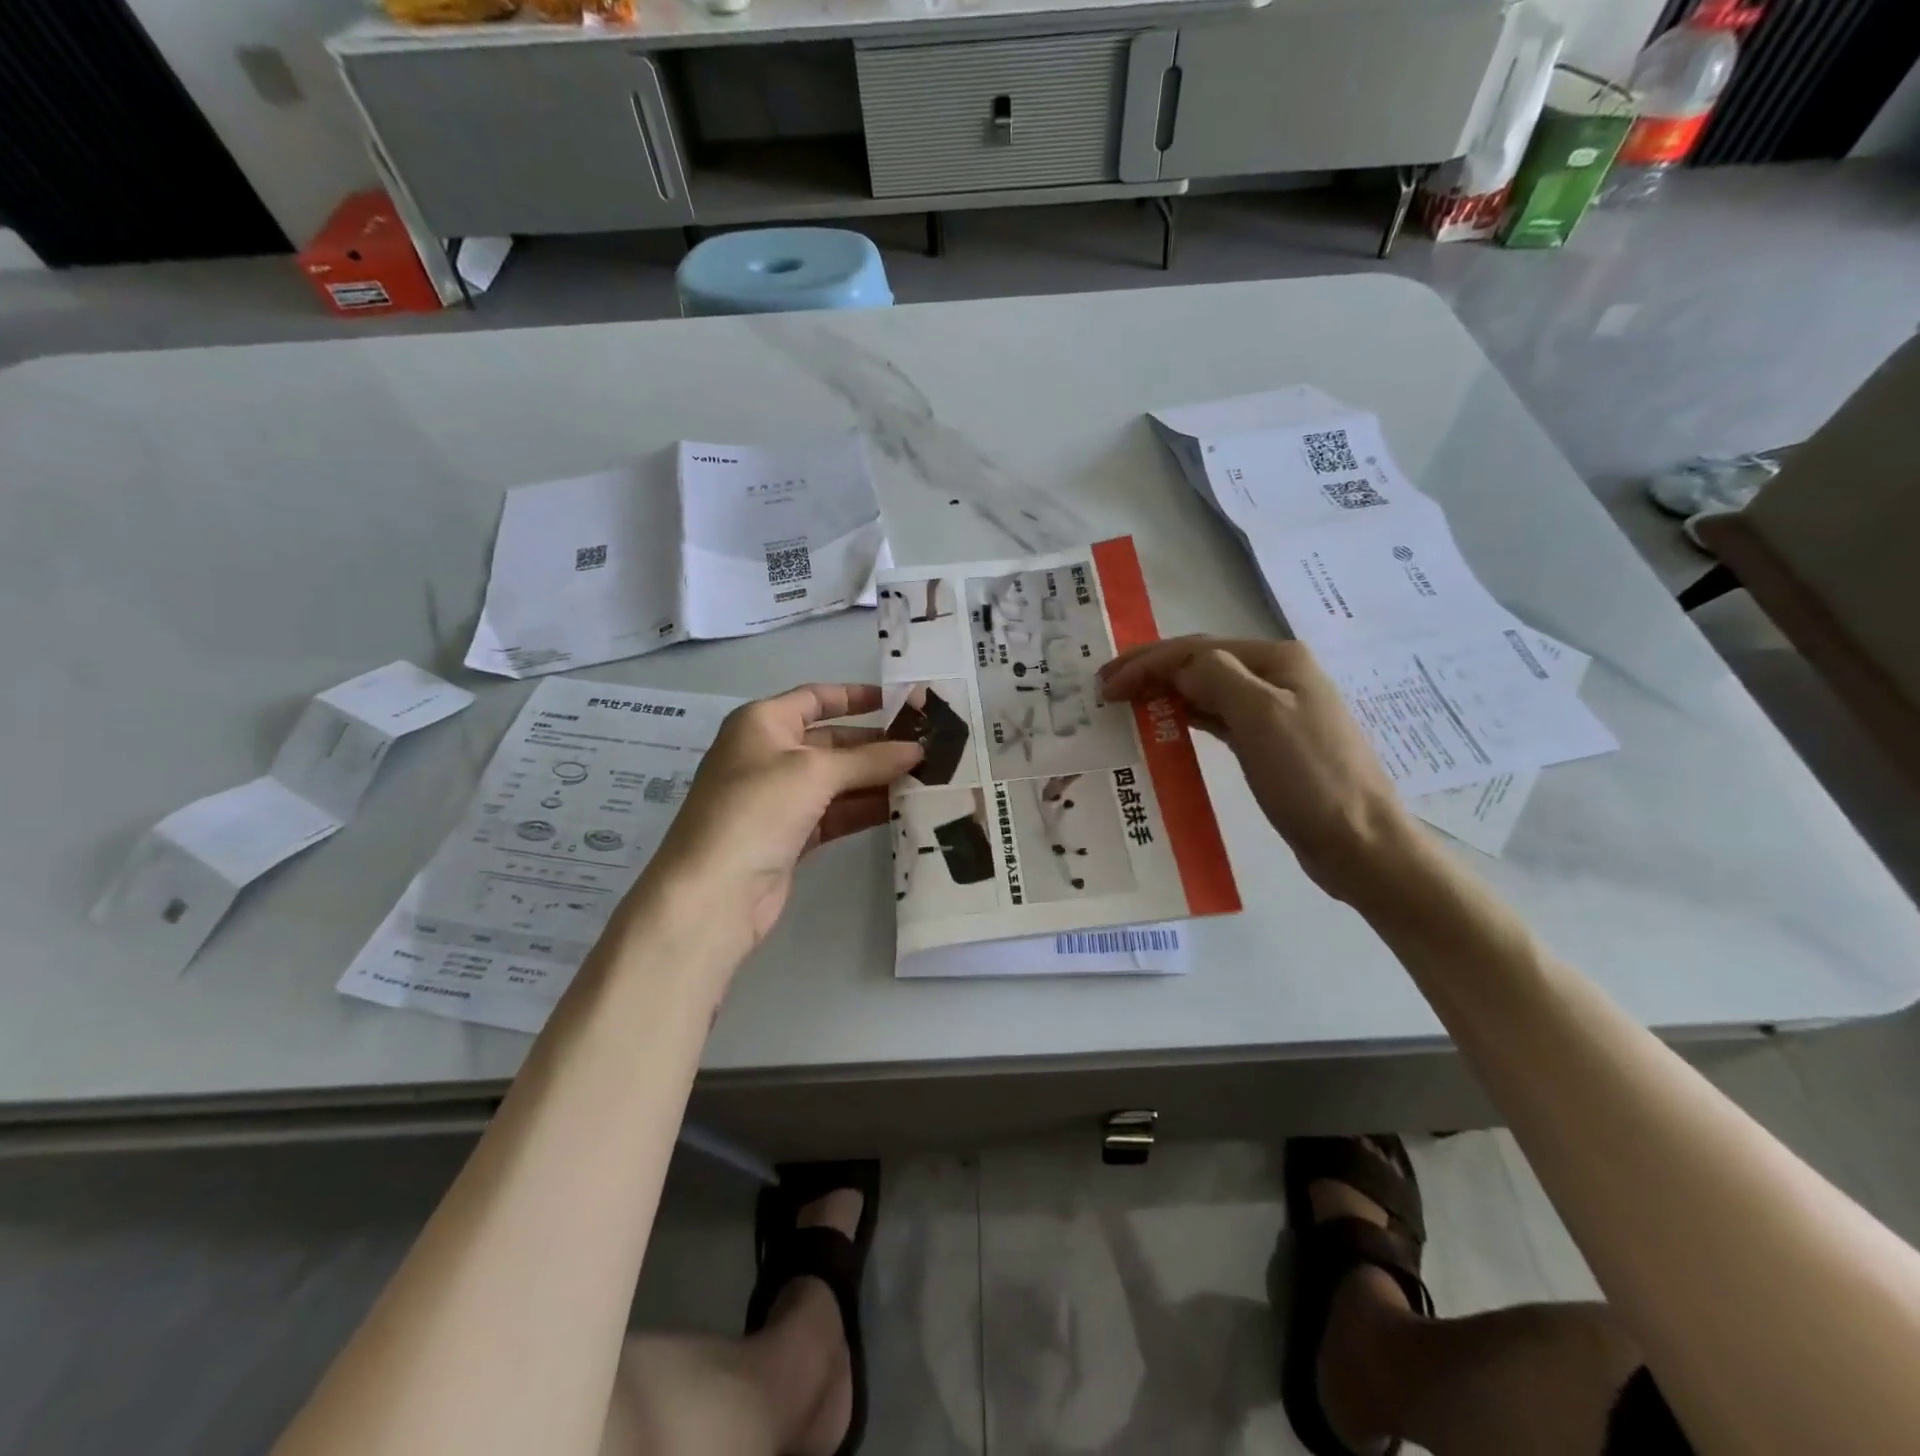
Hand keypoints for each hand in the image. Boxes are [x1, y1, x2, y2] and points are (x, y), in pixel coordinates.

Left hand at [651, 684, 921, 948]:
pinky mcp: (790, 835)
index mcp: (762, 723)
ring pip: (837, 780)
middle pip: (832, 740)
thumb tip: (917, 750)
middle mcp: (768, 754)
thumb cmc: (757, 809)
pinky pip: (836, 813)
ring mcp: (779, 798)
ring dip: (877, 779)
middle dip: (877, 744)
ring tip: (927, 777)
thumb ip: (869, 759)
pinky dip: (865, 809)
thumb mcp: (815, 772)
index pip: (816, 697)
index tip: (902, 702)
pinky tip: (903, 808)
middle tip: (928, 747)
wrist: (714, 893)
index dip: (857, 696)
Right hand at [1098, 636, 1418, 906]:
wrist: (1359, 841)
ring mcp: (1276, 711)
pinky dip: (1187, 717)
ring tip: (1126, 704)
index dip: (1148, 662)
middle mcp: (1277, 677)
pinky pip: (1219, 719)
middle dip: (1152, 671)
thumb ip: (1216, 678)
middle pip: (1202, 664)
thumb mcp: (1261, 716)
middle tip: (1106, 689)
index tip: (1106, 685)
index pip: (1198, 649)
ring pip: (1208, 690)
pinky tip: (1166, 725)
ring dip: (1166, 692)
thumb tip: (1181, 670)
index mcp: (1277, 660)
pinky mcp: (1270, 744)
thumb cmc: (1309, 777)